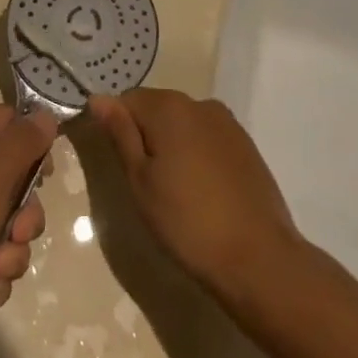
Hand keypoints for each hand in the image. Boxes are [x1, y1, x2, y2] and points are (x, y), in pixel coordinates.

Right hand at [88, 89, 301, 302]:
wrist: (258, 258)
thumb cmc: (187, 221)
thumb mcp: (140, 180)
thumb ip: (120, 134)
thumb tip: (99, 98)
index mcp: (170, 107)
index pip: (127, 99)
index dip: (116, 127)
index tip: (119, 162)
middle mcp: (200, 104)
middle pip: (158, 108)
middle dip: (145, 136)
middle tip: (143, 182)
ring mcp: (228, 123)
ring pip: (184, 124)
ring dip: (172, 145)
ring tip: (173, 190)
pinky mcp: (247, 146)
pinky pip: (208, 139)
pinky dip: (197, 155)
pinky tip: (201, 192)